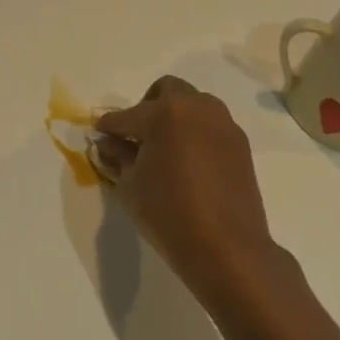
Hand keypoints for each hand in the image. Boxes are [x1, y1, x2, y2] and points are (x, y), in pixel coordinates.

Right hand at [94, 77, 287, 309]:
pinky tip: (187, 163)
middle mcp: (197, 108)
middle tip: (136, 136)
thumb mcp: (130, 185)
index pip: (126, 116)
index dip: (108, 126)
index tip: (99, 134)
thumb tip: (108, 143)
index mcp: (165, 112)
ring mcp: (223, 124)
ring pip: (193, 105)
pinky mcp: (240, 145)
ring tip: (164, 149)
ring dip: (175, 117)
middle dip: (146, 107)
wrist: (227, 248)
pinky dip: (195, 134)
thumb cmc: (168, 212)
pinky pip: (211, 126)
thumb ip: (117, 156)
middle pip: (166, 91)